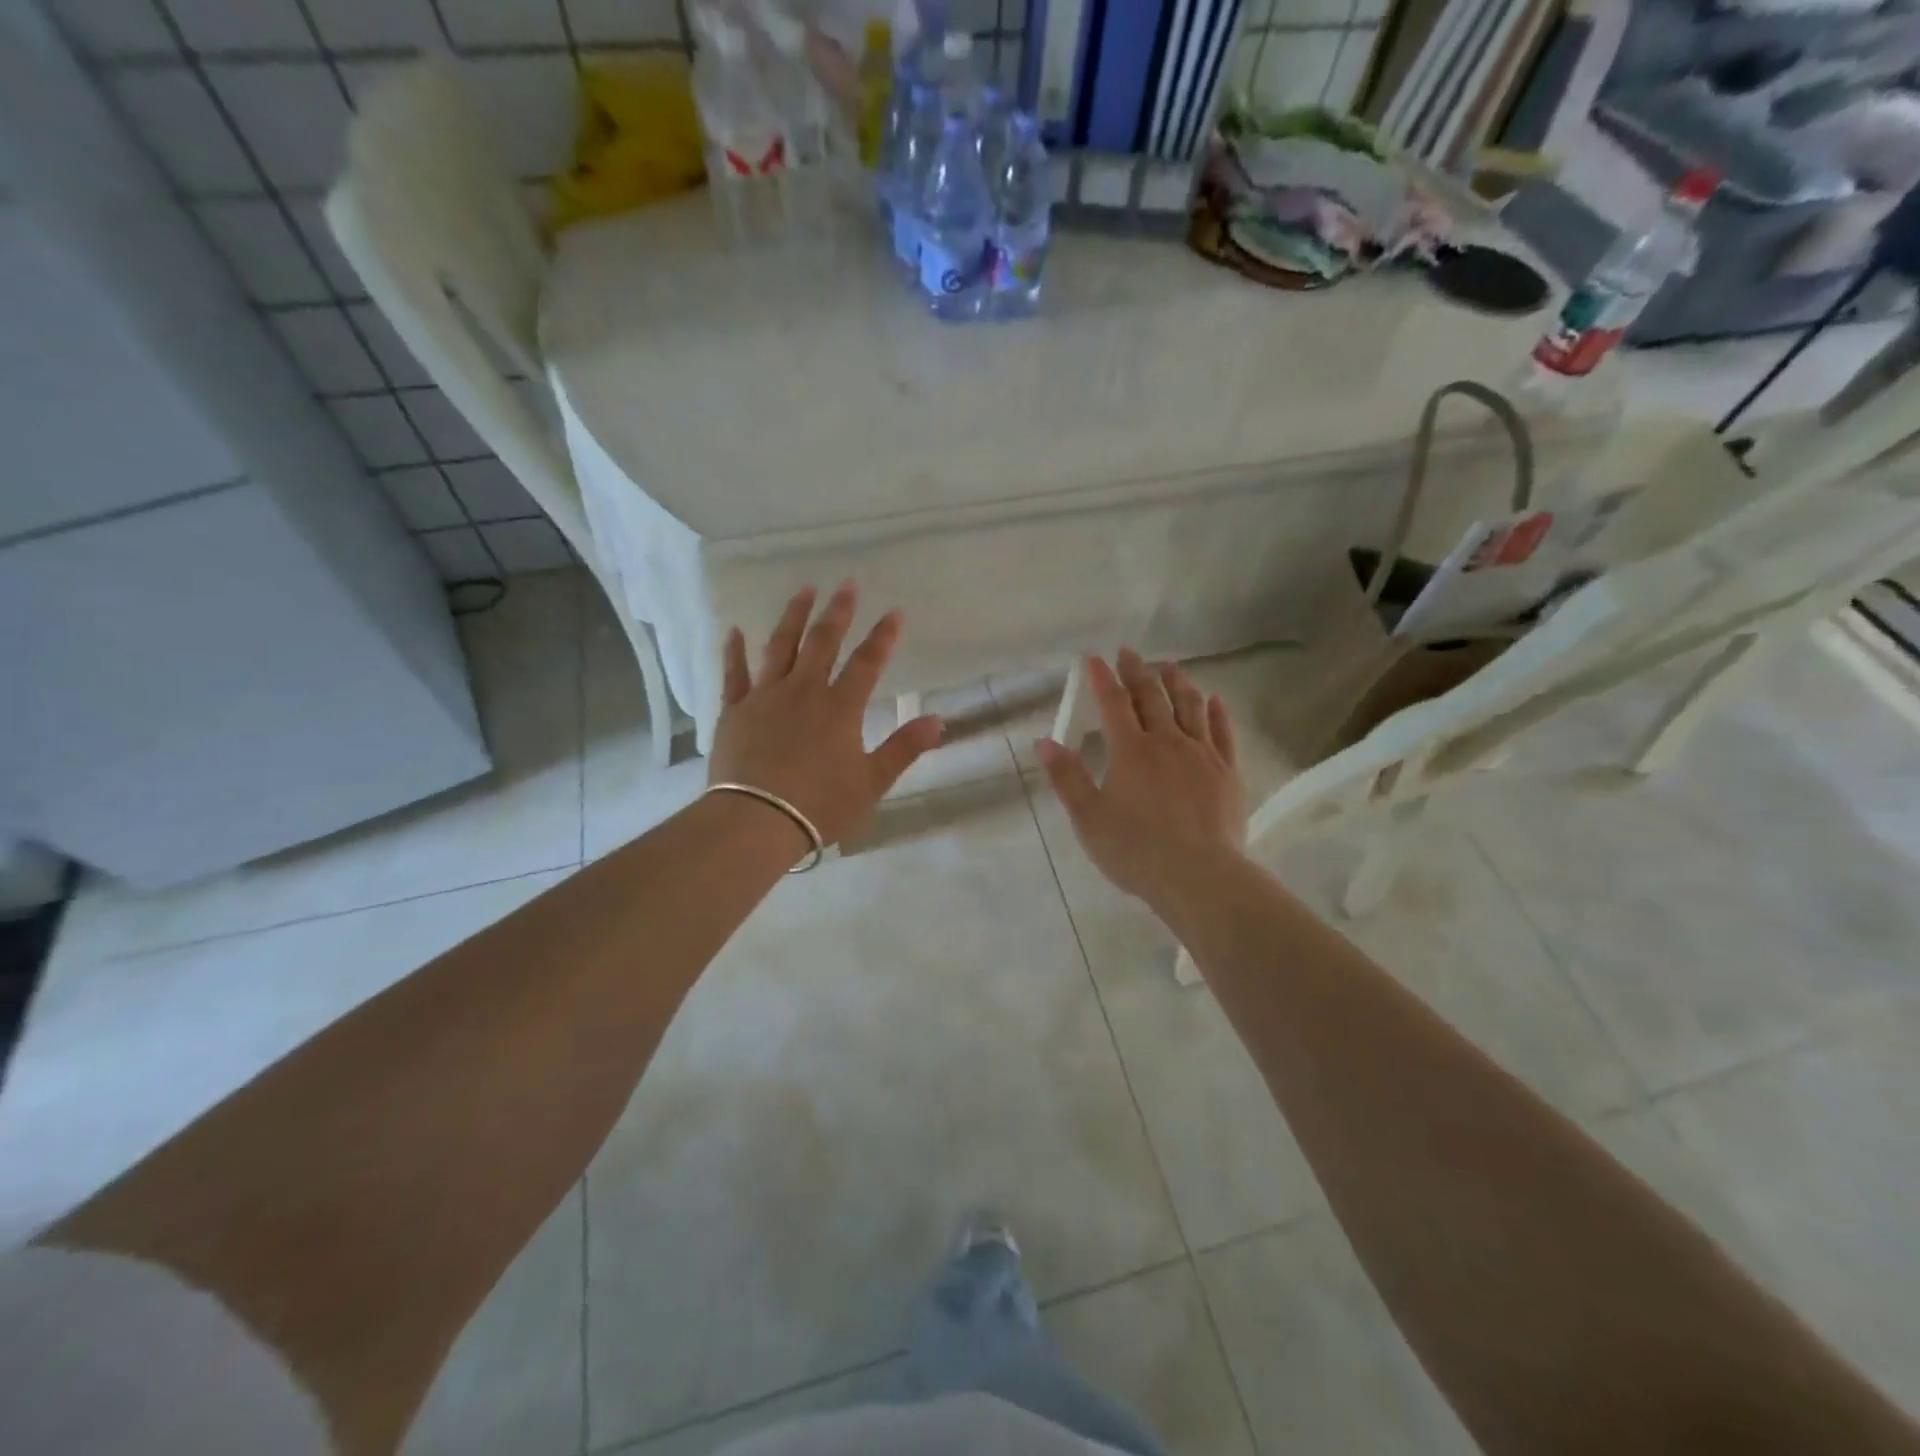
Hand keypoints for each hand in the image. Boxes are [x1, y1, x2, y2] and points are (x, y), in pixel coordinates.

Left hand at [708, 583, 944, 850]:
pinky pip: (734, 674)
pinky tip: (734, 631)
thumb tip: (939, 719)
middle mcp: (803, 691)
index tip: (894, 612)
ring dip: (793, 617)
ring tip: (803, 591)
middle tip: (846, 585)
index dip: (883, 636)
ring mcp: (765, 697)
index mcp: (840, 707)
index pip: (868, 662)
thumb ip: (904, 748)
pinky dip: (734, 651)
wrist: (756, 821)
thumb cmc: (820, 805)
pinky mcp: (734, 711)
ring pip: (780, 647)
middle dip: (838, 613)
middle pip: (823, 642)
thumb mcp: (872, 782)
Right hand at [1036, 649, 1247, 912]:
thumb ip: (1067, 777)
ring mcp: (1202, 754)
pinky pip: (1224, 732)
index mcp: (1130, 750)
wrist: (1198, 875)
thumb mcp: (1088, 817)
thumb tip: (1045, 741)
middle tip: (1130, 652)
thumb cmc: (1135, 850)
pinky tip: (1215, 700)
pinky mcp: (1228, 772)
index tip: (1095, 658)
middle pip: (1152, 697)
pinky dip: (1217, 712)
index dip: (1103, 678)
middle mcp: (1167, 742)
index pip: (1113, 703)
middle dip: (1138, 671)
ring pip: (1191, 706)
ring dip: (1178, 682)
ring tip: (1171, 667)